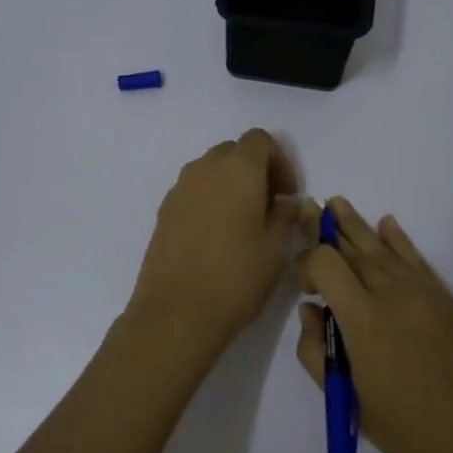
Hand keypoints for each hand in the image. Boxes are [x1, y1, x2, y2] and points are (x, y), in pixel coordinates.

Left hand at [129, 130, 299, 352]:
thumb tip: (285, 203)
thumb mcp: (276, 249)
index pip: (260, 140)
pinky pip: (193, 191)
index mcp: (238, 169)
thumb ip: (285, 216)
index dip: (280, 161)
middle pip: (234, 151)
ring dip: (231, 184)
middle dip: (256, 170)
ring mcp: (179, 189)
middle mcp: (205, 169)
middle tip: (270, 206)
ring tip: (244, 221)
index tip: (288, 195)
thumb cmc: (236, 277)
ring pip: (211, 170)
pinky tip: (217, 236)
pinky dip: (210, 199)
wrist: (176, 312)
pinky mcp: (164, 211)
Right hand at [297, 198, 452, 452]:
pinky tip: (386, 224)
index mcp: (363, 319)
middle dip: (325, 228)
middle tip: (307, 207)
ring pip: (383, 248)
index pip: (325, 264)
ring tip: (337, 203)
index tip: (303, 285)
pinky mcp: (447, 298)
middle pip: (352, 248)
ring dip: (357, 225)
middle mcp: (392, 293)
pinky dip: (398, 240)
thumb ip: (316, 350)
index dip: (306, 263)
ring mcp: (424, 292)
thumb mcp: (345, 399)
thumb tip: (311, 311)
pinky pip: (416, 259)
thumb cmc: (404, 427)